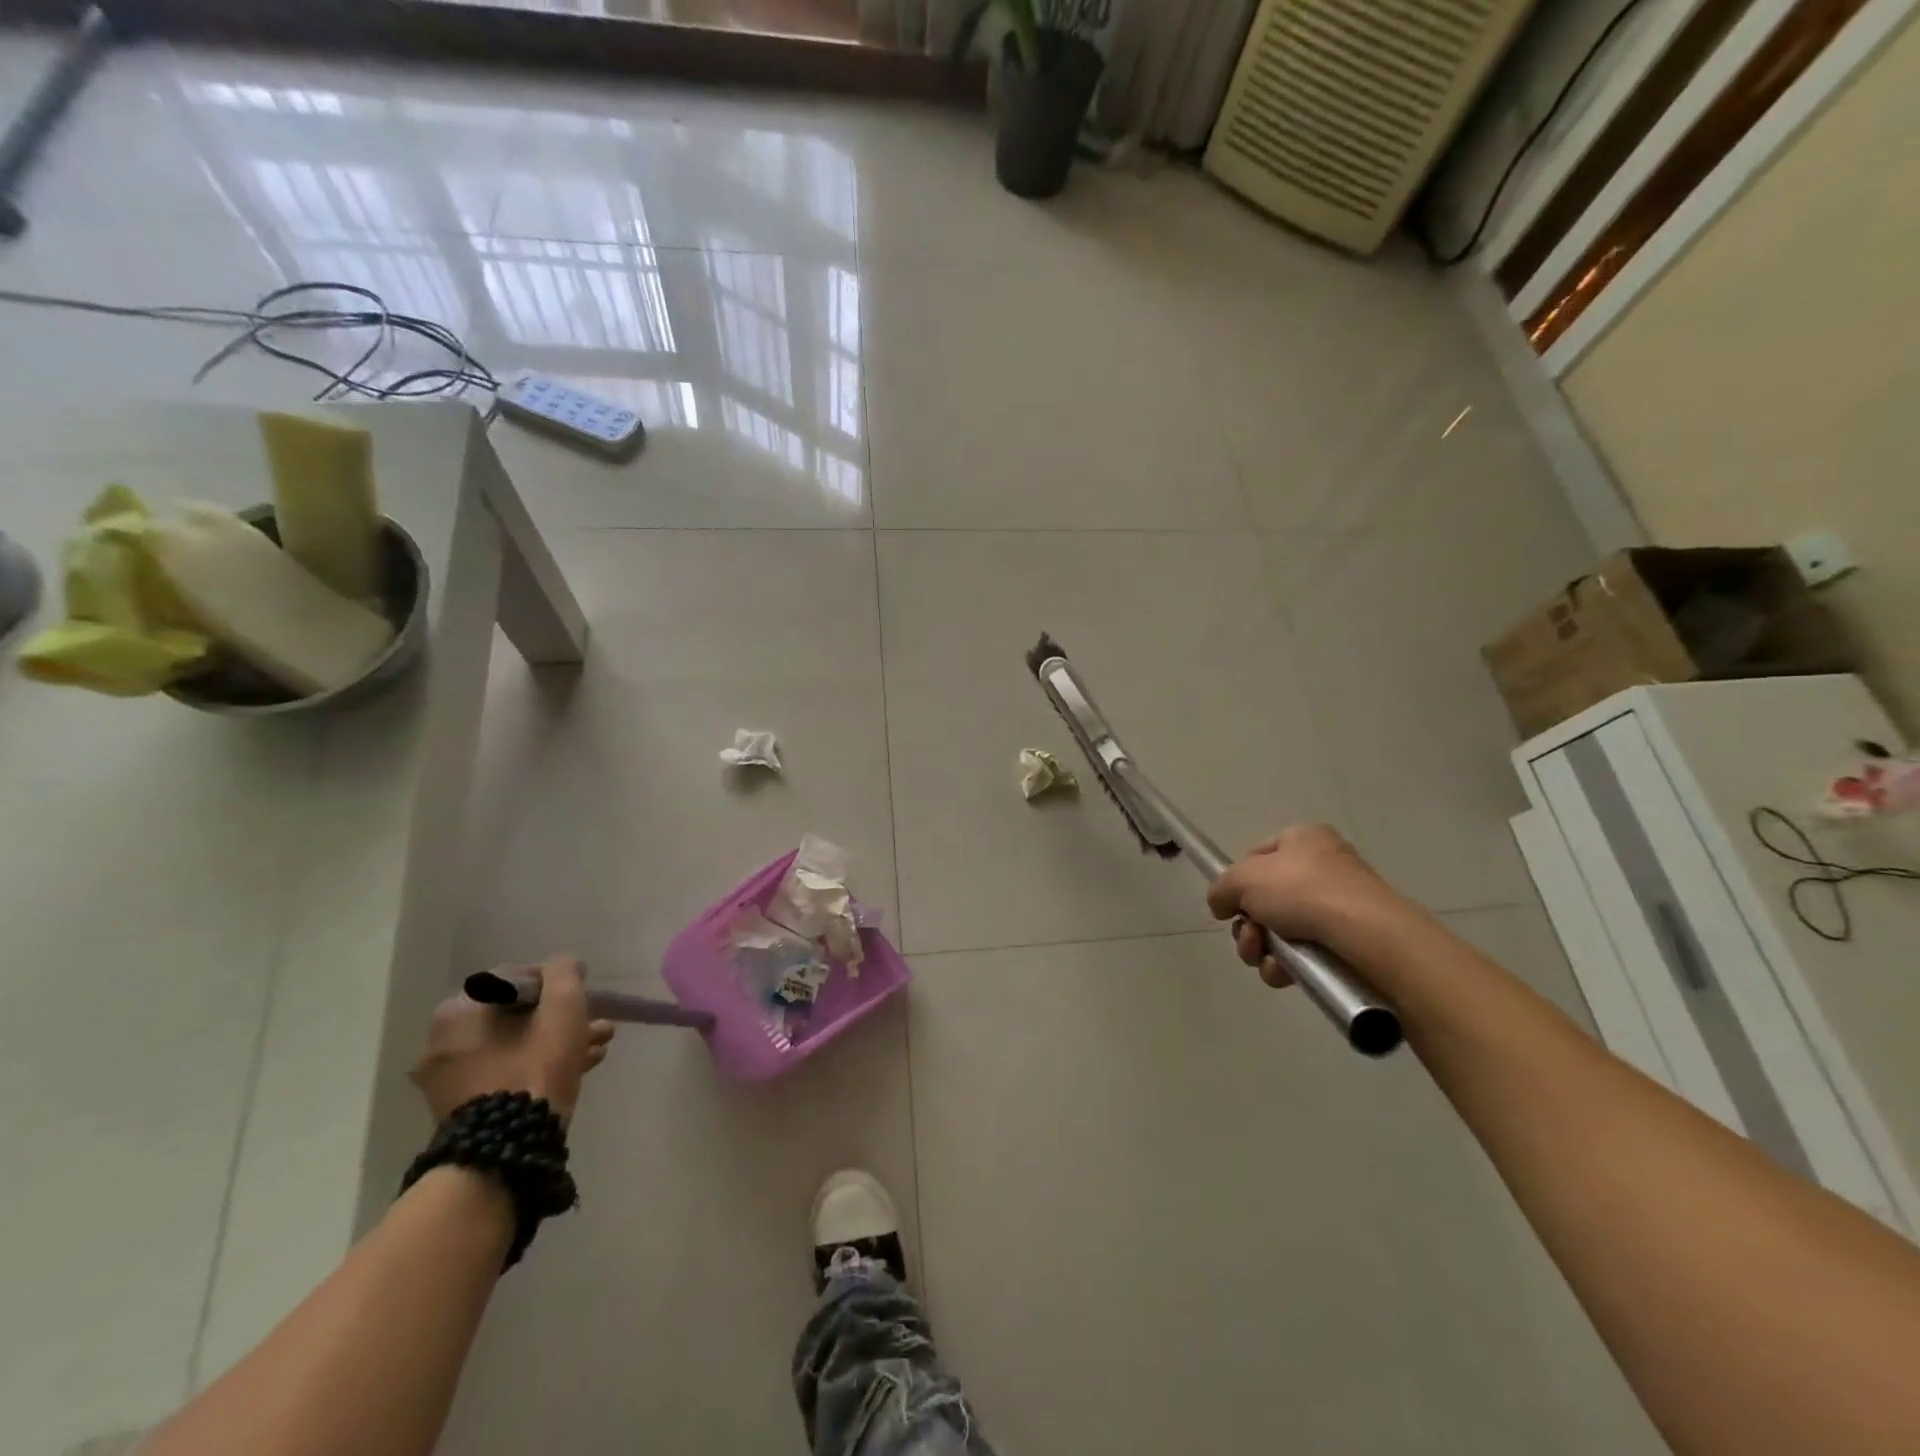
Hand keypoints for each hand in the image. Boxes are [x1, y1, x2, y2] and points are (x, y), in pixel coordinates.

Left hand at [411, 955, 614, 1125]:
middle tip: (596, 1022)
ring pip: (515, 1044)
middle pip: (516, 1015)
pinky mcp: (462, 1108)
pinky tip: (580, 1066)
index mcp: (458, 1011)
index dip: (556, 982)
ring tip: (598, 1045)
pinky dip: (538, 1064)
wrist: (506, 1150)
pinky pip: (505, 1071)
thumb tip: (561, 965)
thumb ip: (564, 973)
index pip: (515, 979)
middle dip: (560, 1017)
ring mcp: (449, 1079)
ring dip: (556, 1040)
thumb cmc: (535, 1066)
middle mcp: (443, 1041)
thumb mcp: (563, 1006)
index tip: (583, 995)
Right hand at [1205, 825, 1408, 986]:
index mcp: (1303, 839)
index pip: (1258, 855)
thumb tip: (1222, 905)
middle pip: (1265, 899)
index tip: (1231, 902)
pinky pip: (1303, 955)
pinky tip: (1283, 972)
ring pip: (1280, 931)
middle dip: (1247, 924)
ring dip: (1260, 947)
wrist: (1367, 935)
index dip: (1239, 880)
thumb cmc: (1301, 890)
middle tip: (1249, 935)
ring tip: (1264, 956)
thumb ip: (1220, 889)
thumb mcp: (1241, 878)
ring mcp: (1339, 907)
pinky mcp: (1349, 944)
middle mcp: (1323, 868)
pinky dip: (1285, 966)